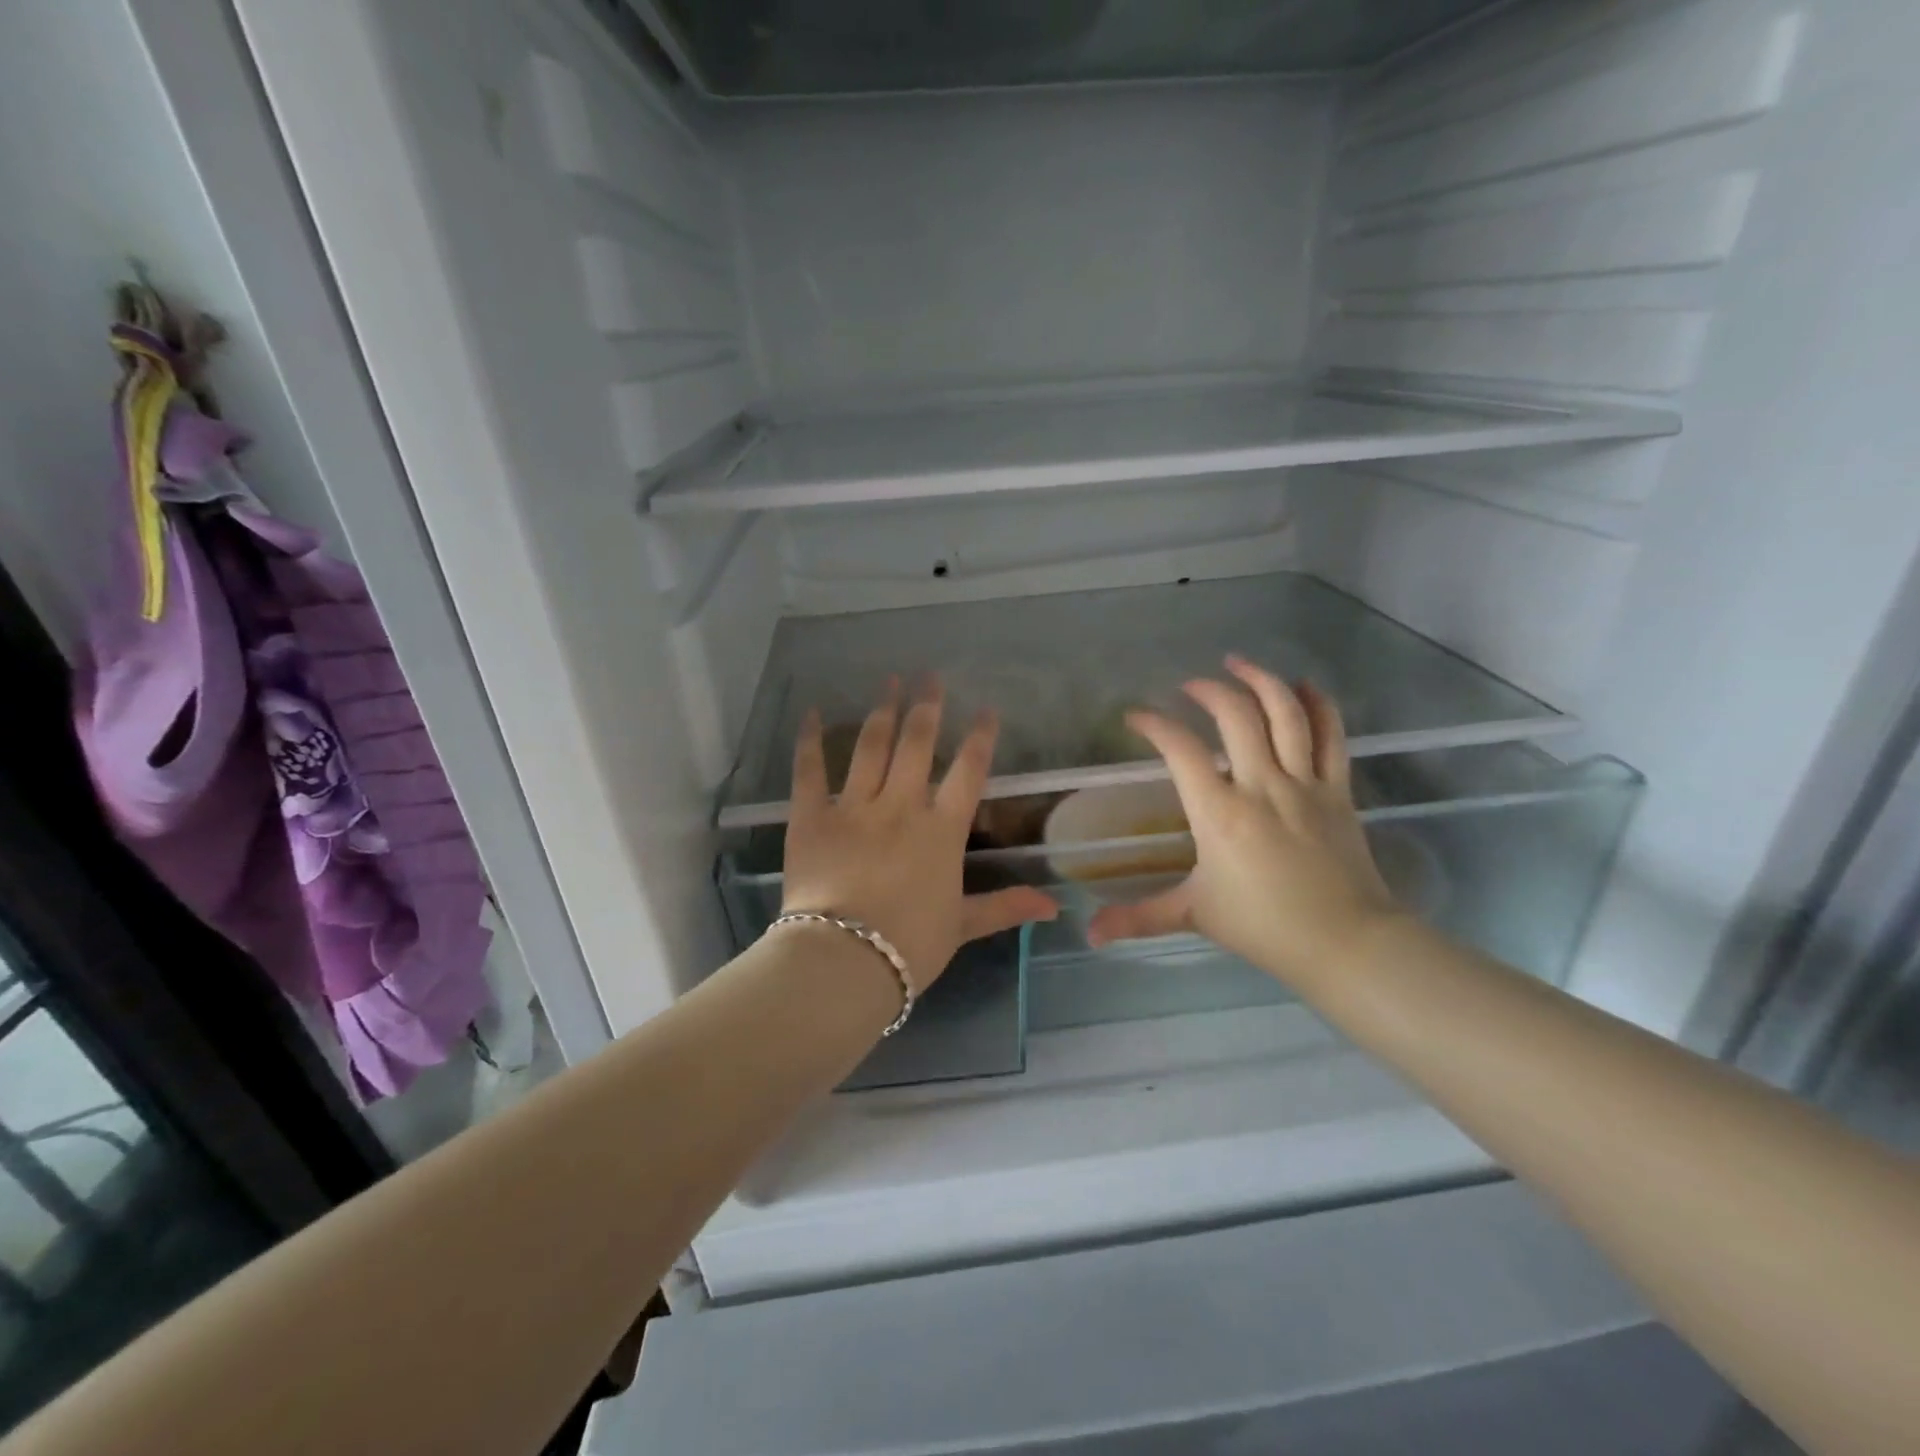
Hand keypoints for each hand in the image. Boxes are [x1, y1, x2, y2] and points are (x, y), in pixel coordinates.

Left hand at [781, 681, 1058, 991]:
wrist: (845, 959)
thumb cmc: (910, 945)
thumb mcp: (963, 926)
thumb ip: (1005, 907)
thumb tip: (1055, 907)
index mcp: (941, 830)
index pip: (968, 772)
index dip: (980, 737)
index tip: (986, 710)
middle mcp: (900, 806)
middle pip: (917, 745)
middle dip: (927, 707)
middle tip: (930, 675)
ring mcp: (854, 807)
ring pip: (870, 747)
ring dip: (882, 711)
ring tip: (889, 681)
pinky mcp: (811, 816)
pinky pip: (810, 770)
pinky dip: (809, 740)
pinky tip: (810, 713)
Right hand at [1087, 655, 1402, 991]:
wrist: (1345, 943)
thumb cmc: (1263, 926)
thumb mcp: (1193, 915)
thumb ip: (1138, 917)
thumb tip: (1089, 935)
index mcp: (1220, 812)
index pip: (1180, 749)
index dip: (1154, 724)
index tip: (1136, 717)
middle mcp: (1261, 784)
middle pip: (1236, 715)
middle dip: (1208, 690)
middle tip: (1190, 685)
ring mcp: (1304, 783)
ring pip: (1286, 713)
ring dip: (1261, 680)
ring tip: (1239, 663)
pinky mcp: (1338, 790)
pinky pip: (1332, 736)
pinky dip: (1319, 704)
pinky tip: (1305, 685)